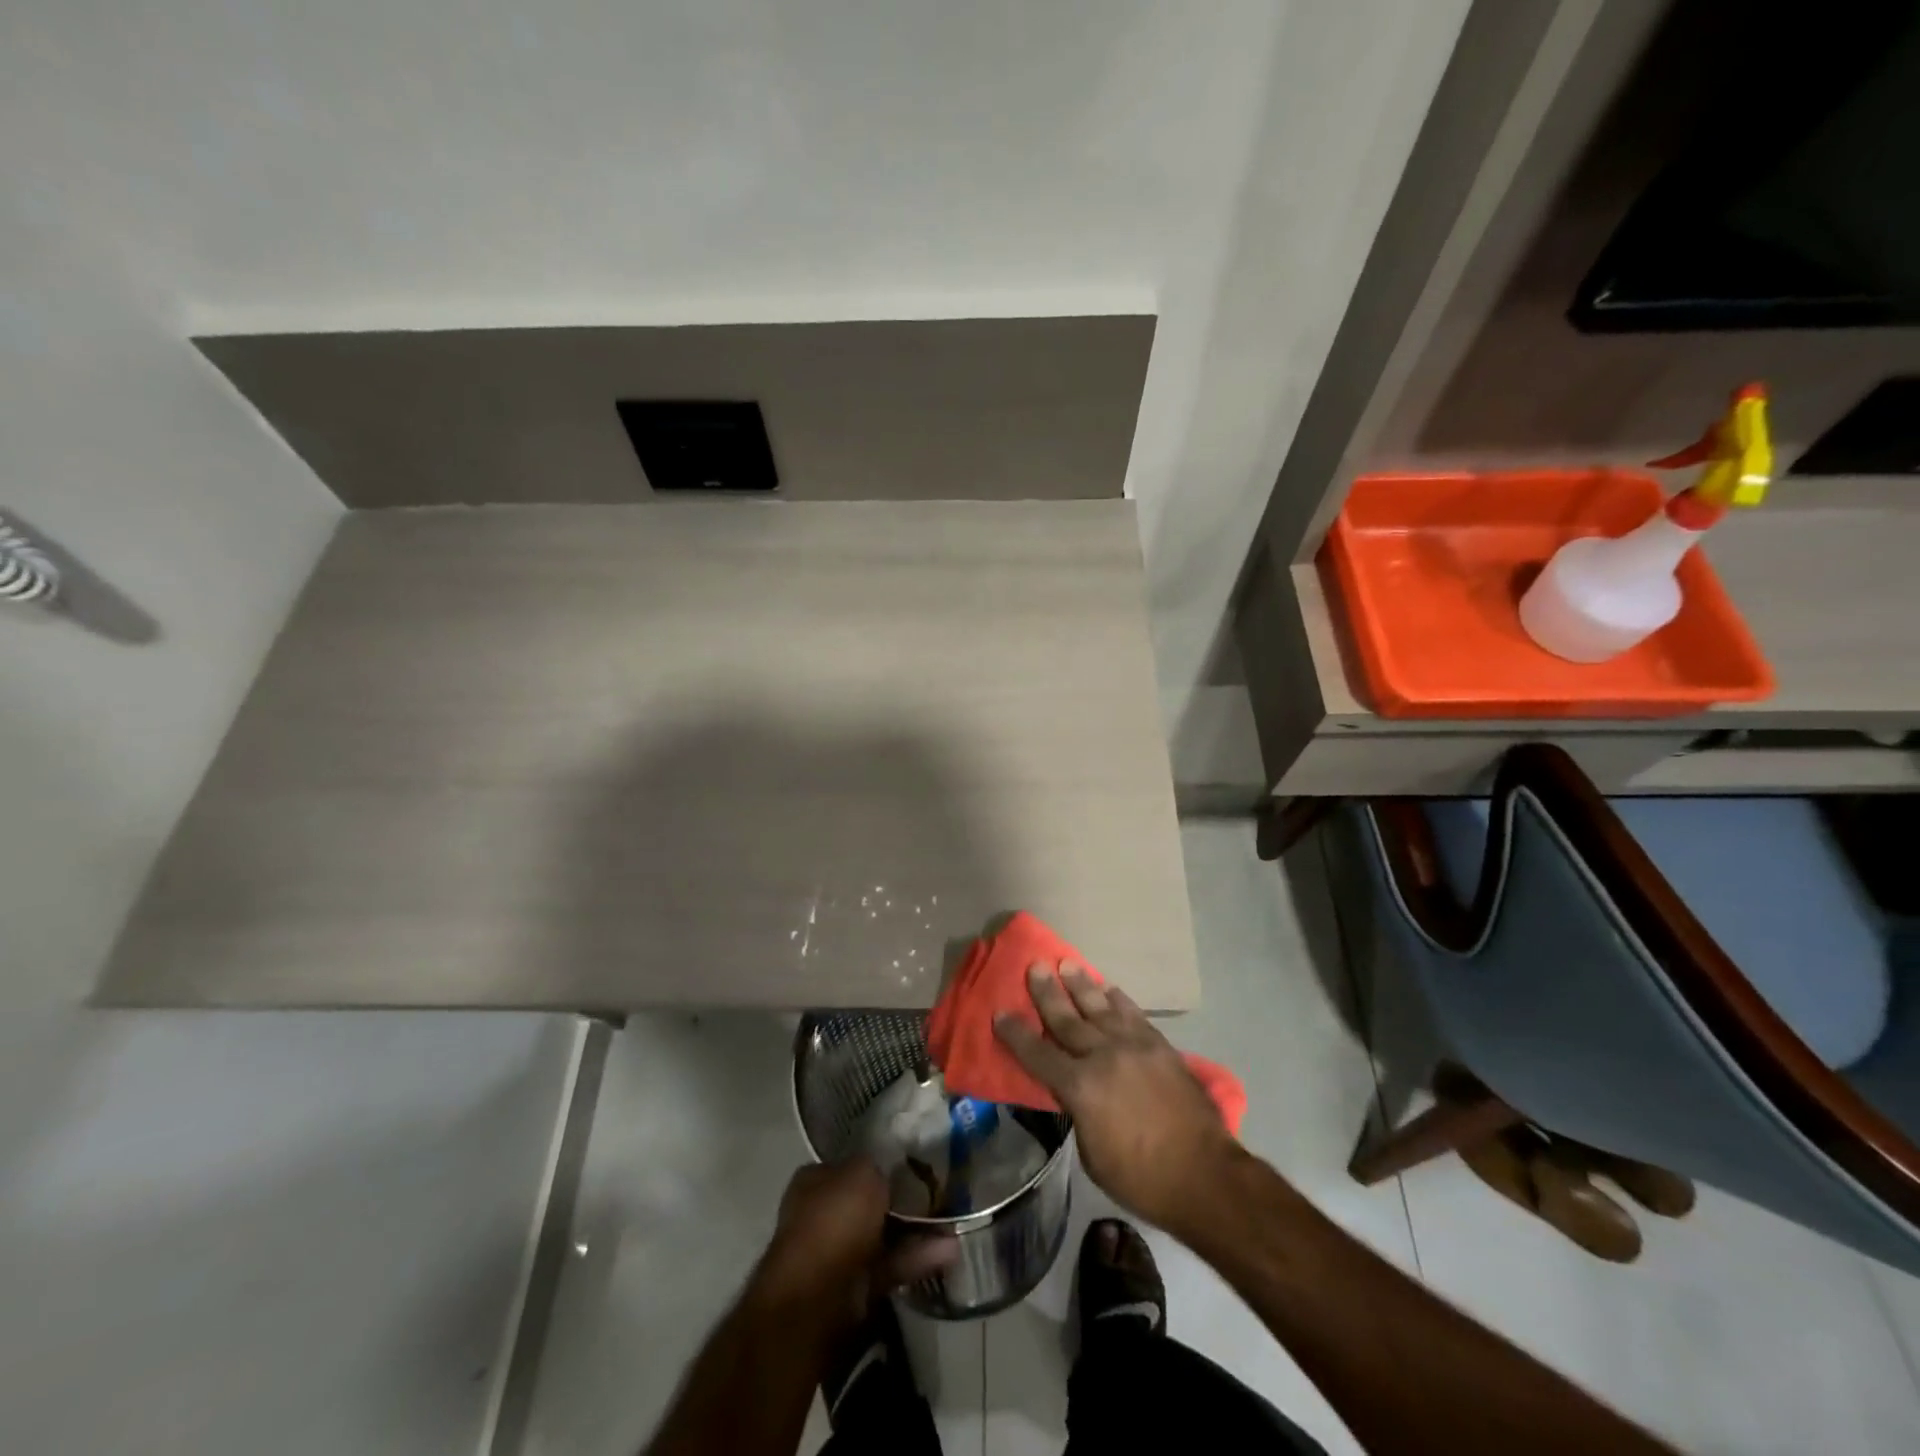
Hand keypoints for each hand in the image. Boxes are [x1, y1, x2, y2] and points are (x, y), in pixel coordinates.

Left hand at [752, 1160, 956, 1330]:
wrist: (817, 1298)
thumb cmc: (834, 1221)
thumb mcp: (861, 1172)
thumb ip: (878, 1168)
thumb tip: (889, 1173)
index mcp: (814, 1181)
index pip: (850, 1167)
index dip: (880, 1166)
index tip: (912, 1167)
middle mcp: (821, 1215)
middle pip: (867, 1204)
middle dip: (901, 1203)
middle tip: (938, 1196)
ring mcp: (836, 1256)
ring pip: (882, 1238)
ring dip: (915, 1233)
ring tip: (953, 1225)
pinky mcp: (854, 1291)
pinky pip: (890, 1268)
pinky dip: (916, 1260)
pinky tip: (949, 1253)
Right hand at [994, 963, 1240, 1235]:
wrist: (1204, 1174)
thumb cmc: (1141, 1178)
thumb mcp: (1092, 1153)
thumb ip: (1077, 1111)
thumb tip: (1072, 1088)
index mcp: (1080, 1088)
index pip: (1038, 1054)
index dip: (1016, 1033)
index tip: (1000, 1012)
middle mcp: (1103, 1056)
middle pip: (1067, 1019)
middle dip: (1046, 992)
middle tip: (1034, 966)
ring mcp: (1134, 1047)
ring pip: (1100, 1007)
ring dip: (1081, 984)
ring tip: (1066, 964)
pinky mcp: (1159, 1046)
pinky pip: (1133, 1014)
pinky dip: (1118, 999)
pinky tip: (1109, 988)